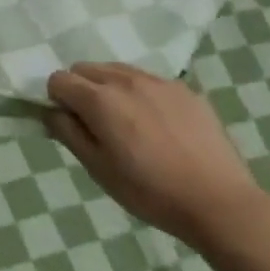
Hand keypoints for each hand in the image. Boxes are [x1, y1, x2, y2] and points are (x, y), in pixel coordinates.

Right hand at [46, 62, 266, 246]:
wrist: (218, 201)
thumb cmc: (149, 191)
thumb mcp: (97, 169)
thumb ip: (68, 133)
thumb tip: (51, 112)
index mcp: (100, 100)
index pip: (59, 79)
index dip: (56, 100)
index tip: (69, 124)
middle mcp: (126, 80)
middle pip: (85, 68)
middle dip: (80, 89)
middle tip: (94, 124)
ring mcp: (159, 82)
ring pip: (117, 70)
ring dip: (109, 88)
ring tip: (126, 123)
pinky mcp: (186, 90)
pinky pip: (148, 81)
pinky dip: (140, 93)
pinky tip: (156, 125)